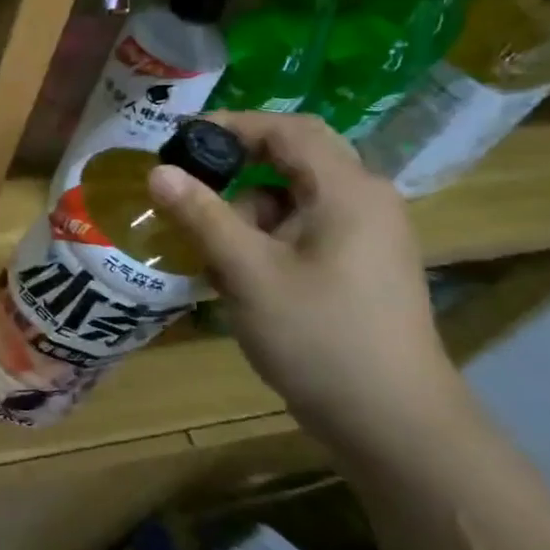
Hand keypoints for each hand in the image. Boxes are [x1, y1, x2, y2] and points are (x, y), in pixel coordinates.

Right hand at [148, 112, 466, 454]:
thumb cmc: (319, 337)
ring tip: (206, 251)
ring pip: (292, 200)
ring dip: (245, 214)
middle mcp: (365, 203)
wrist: (392, 423)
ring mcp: (366, 238)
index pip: (288, 129)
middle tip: (186, 191)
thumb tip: (157, 171)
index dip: (232, 125)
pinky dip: (264, 240)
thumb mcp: (248, 272)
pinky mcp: (359, 268)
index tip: (180, 140)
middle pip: (291, 162)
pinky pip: (303, 232)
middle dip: (234, 173)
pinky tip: (235, 277)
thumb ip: (201, 215)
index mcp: (348, 191)